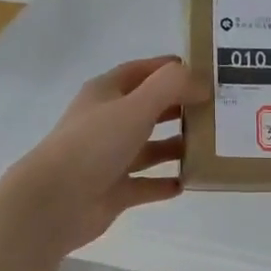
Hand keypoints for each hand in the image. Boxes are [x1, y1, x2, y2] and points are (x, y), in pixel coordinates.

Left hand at [0, 56, 192, 256]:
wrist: (54, 202)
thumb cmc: (94, 144)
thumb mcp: (136, 106)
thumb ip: (171, 87)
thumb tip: (202, 82)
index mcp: (106, 93)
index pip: (141, 71)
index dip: (170, 69)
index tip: (204, 72)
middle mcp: (107, 122)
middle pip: (148, 108)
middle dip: (179, 107)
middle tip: (216, 110)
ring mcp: (108, 158)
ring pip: (148, 147)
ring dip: (175, 146)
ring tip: (209, 145)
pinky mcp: (113, 191)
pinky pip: (145, 184)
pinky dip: (165, 183)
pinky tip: (189, 181)